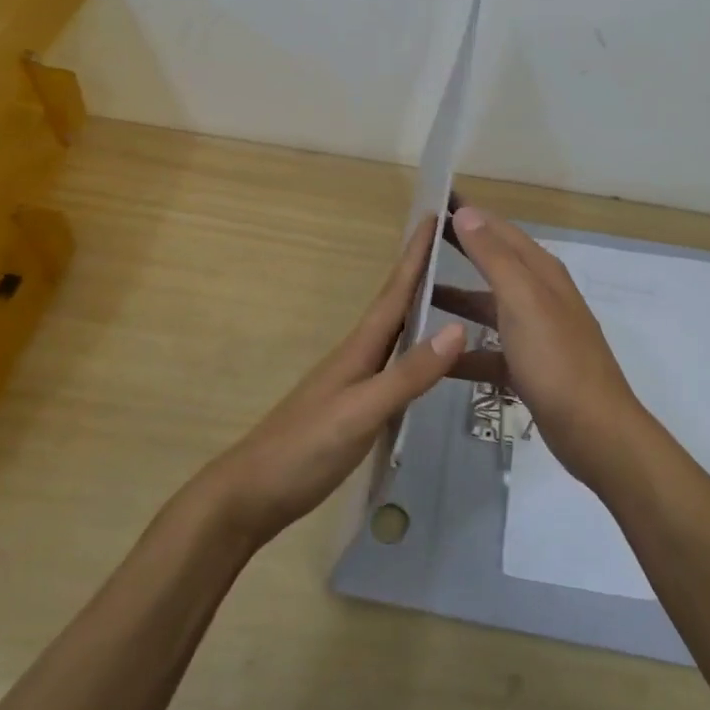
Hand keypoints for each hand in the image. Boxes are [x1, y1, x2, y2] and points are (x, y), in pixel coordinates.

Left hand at [196, 217, 465, 547]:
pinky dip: (413, 351)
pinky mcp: (352, 408)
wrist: (251, 494)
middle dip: (420, 272)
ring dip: (417, 308)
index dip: (415, 255)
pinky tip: (425, 361)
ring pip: (393, 335)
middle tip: (451, 246)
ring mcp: (352, 383)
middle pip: (394, 305)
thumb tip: (458, 328)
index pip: (394, 292)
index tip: (435, 215)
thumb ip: (408, 374)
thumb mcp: (361, 412)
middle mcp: (357, 357)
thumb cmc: (305, 449)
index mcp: (359, 349)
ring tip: (449, 294)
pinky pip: (392, 365)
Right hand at [434, 206, 649, 489]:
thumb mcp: (523, 301)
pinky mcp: (527, 368)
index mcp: (541, 273)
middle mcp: (538, 296)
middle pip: (492, 263)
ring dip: (454, 300)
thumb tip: (467, 212)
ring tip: (414, 296)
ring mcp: (533, 334)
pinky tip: (435, 356)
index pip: (499, 230)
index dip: (469, 213)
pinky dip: (462, 351)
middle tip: (418, 238)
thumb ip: (494, 257)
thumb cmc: (556, 360)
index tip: (435, 198)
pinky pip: (487, 351)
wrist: (594, 431)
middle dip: (459, 248)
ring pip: (486, 307)